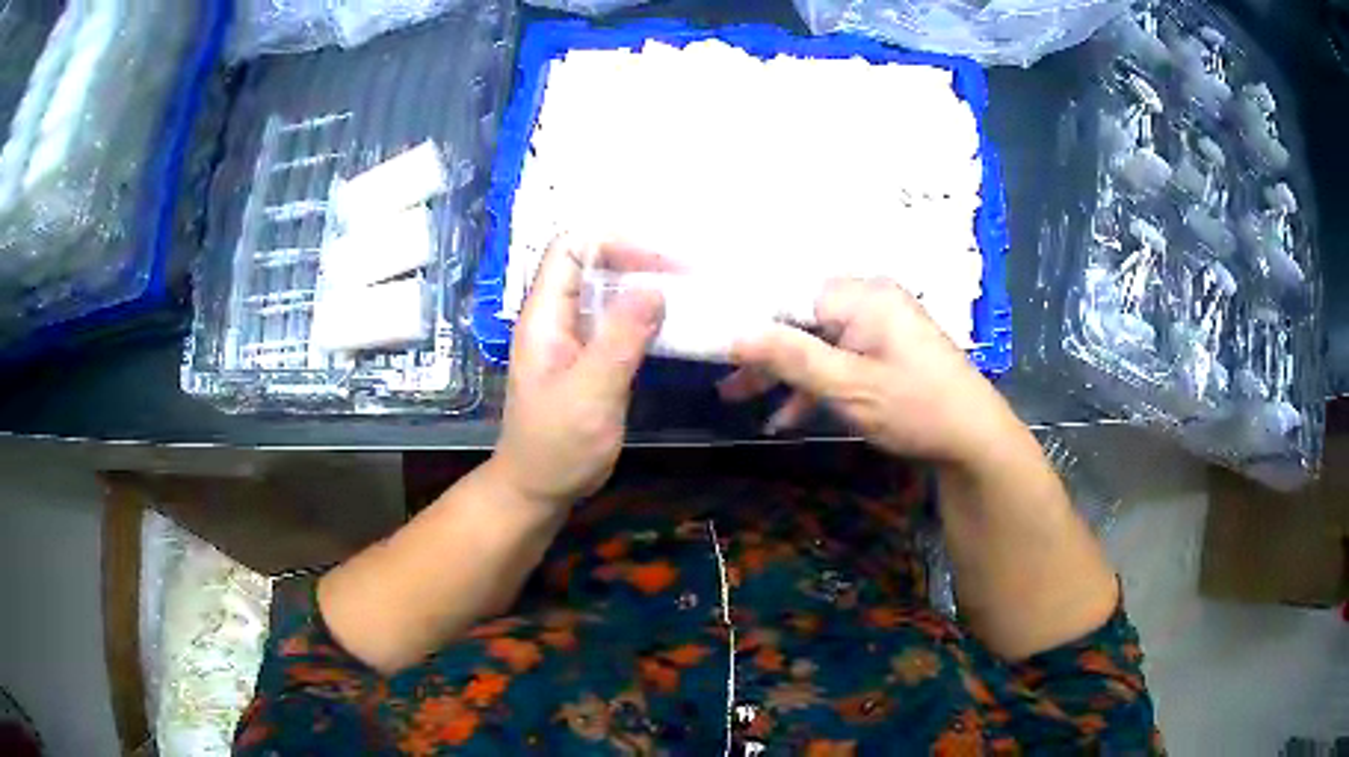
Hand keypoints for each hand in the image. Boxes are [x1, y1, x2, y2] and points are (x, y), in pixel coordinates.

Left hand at [489, 237, 664, 510]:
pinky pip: (618, 323)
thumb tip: (654, 288)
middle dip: (638, 261)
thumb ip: (619, 340)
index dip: (614, 243)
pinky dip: (646, 317)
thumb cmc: (557, 446)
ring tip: (689, 293)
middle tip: (688, 275)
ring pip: (608, 293)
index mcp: (545, 316)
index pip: (570, 248)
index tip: (661, 264)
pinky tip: (675, 326)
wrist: (539, 489)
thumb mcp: (590, 393)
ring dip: (645, 288)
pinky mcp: (590, 359)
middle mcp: (558, 318)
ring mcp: (573, 338)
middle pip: (593, 264)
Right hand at [720, 278, 1018, 465]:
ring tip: (742, 402)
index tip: (716, 344)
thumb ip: (791, 357)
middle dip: (764, 353)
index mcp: (862, 296)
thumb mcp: (848, 387)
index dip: (751, 318)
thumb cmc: (915, 408)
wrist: (975, 440)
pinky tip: (789, 417)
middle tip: (726, 383)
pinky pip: (839, 358)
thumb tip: (735, 333)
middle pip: (801, 318)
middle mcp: (869, 301)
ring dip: (785, 373)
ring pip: (817, 341)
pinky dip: (815, 384)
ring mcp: (879, 326)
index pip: (789, 294)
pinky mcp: (885, 350)